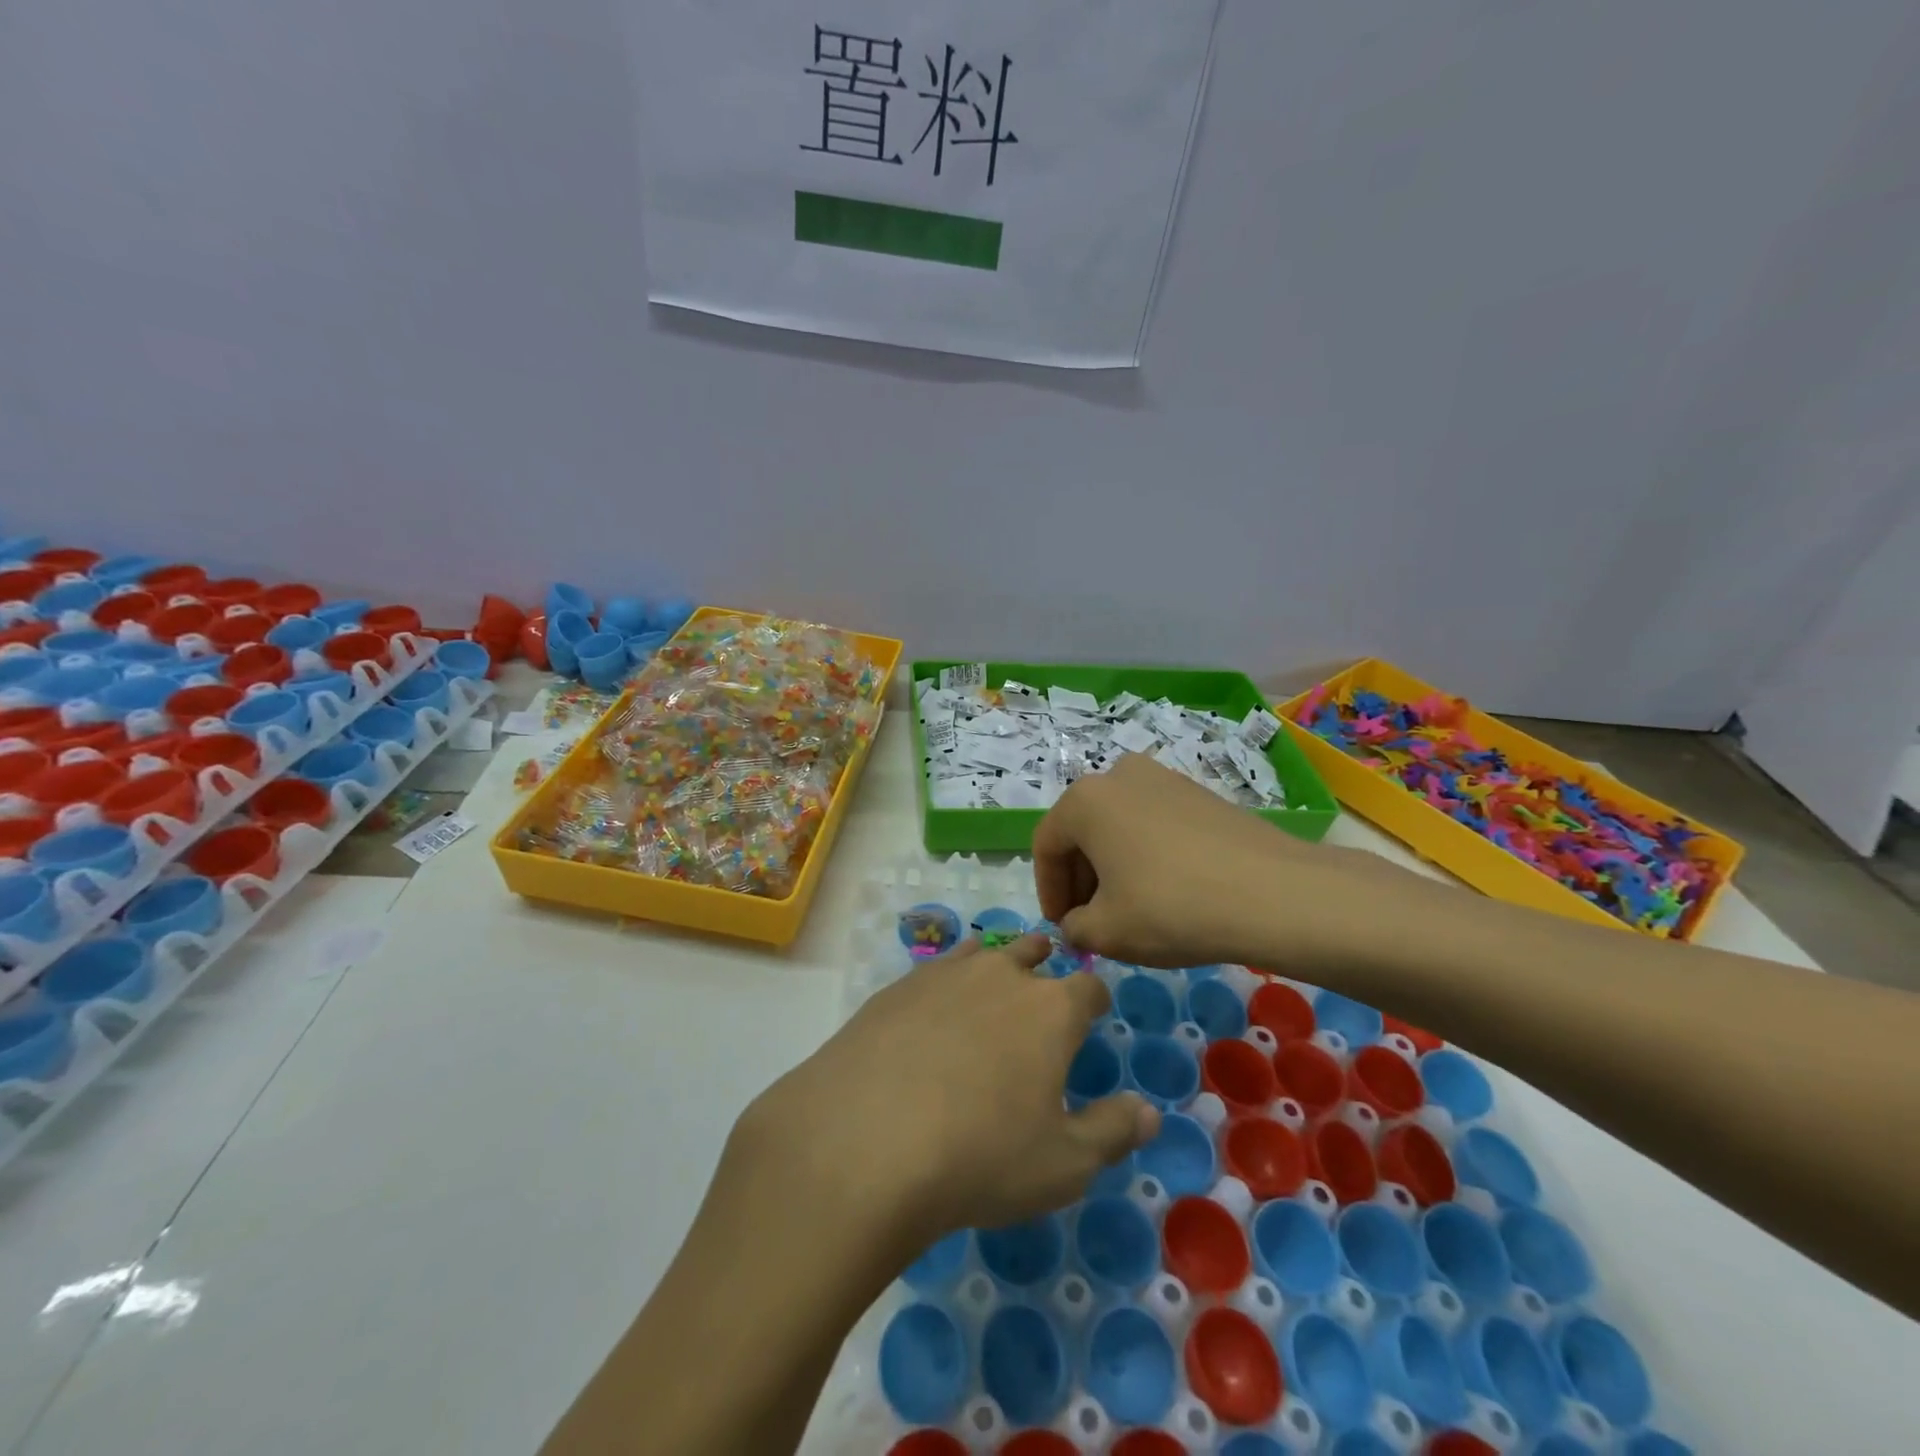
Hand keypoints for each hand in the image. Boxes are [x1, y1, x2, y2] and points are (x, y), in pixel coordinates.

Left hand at [736, 935, 1157, 1254]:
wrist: (866, 1139)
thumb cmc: (981, 1157)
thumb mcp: (1063, 1165)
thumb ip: (1113, 1132)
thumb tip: (1149, 1111)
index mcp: (1051, 1009)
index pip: (1089, 986)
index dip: (1096, 999)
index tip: (1094, 1014)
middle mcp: (1002, 975)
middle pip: (1034, 952)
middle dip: (1046, 966)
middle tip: (1043, 988)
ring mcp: (946, 974)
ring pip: (985, 952)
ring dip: (997, 963)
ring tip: (995, 982)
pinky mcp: (899, 986)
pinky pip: (937, 968)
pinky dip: (948, 979)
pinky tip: (936, 1007)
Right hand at [1034, 751, 1415, 969]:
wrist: (1273, 894)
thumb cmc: (1171, 908)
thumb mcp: (1106, 932)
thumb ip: (1074, 927)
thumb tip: (1078, 923)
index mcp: (1084, 799)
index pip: (1046, 846)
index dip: (1048, 892)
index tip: (1062, 927)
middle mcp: (1118, 775)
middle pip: (1082, 831)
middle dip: (1080, 879)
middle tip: (1091, 921)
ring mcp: (1163, 779)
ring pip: (1118, 826)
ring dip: (1112, 867)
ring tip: (1129, 909)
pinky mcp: (1199, 794)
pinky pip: (1153, 824)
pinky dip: (1146, 855)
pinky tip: (1166, 892)